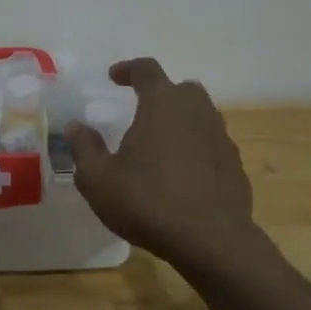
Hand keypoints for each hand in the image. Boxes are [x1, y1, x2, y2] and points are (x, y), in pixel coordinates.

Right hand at [64, 57, 256, 273]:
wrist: (211, 240)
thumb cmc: (148, 201)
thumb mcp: (98, 179)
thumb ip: (84, 148)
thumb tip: (76, 127)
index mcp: (163, 104)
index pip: (146, 70)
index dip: (128, 69)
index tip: (114, 77)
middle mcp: (196, 111)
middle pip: (181, 89)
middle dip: (161, 93)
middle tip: (143, 111)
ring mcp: (221, 137)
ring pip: (201, 116)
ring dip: (182, 122)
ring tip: (162, 145)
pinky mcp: (235, 165)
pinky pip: (213, 145)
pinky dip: (198, 149)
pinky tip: (185, 174)